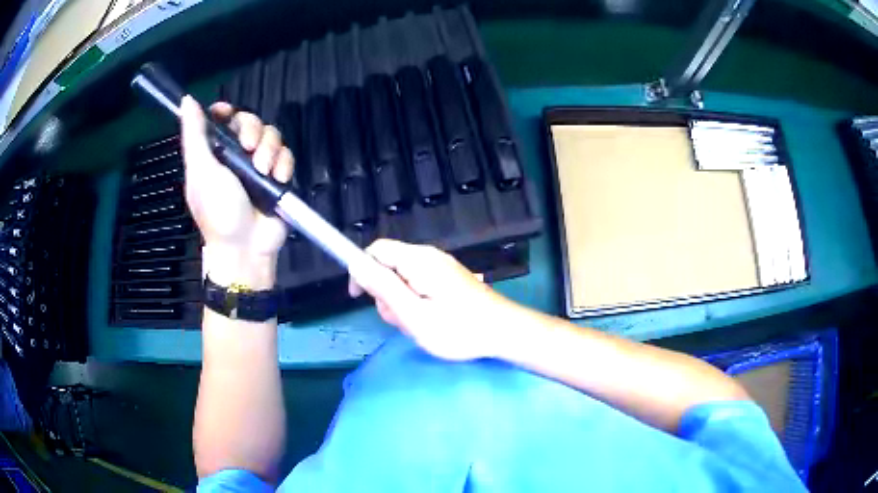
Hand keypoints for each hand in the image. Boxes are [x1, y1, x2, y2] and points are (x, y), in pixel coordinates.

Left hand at [180, 97, 293, 288]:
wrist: (246, 247)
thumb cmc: (217, 211)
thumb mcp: (201, 171)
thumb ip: (194, 135)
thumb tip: (186, 100)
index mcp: (214, 153)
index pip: (221, 119)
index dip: (226, 111)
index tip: (228, 114)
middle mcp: (236, 154)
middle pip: (250, 121)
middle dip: (252, 130)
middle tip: (249, 149)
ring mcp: (259, 165)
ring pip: (271, 135)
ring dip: (270, 150)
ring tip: (264, 172)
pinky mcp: (278, 176)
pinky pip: (287, 155)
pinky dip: (284, 164)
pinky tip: (277, 179)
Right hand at [348, 239, 517, 360]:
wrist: (504, 332)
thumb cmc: (459, 328)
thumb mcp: (414, 315)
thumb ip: (383, 289)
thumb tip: (357, 266)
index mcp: (418, 260)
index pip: (376, 250)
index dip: (360, 270)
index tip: (358, 297)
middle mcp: (428, 256)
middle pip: (388, 266)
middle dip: (386, 295)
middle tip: (403, 320)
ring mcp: (440, 267)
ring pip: (402, 280)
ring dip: (402, 304)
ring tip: (420, 324)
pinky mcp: (448, 279)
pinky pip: (419, 286)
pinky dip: (416, 304)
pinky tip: (431, 321)